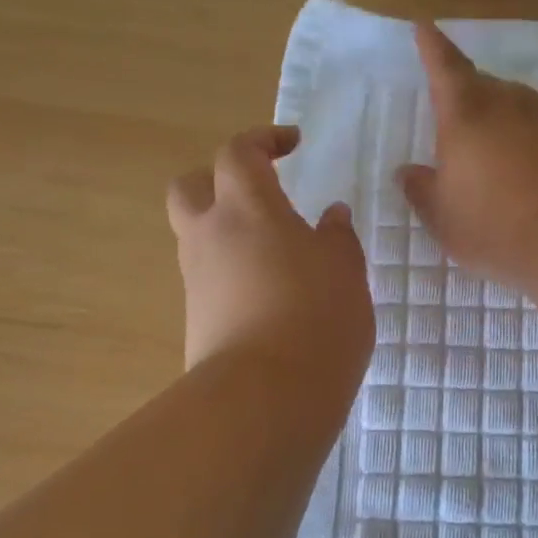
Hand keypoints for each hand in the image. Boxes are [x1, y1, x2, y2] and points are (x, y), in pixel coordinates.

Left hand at [167, 126, 372, 386]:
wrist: (265, 397)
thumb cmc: (316, 317)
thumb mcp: (345, 270)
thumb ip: (337, 237)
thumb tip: (330, 216)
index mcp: (247, 208)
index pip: (239, 153)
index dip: (263, 140)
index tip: (293, 144)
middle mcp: (210, 236)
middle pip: (192, 188)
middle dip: (220, 180)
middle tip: (260, 194)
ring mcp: (196, 281)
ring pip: (199, 237)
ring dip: (229, 231)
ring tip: (278, 254)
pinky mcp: (196, 320)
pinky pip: (210, 279)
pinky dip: (234, 273)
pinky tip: (272, 297)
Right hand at [397, 22, 537, 286]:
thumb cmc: (494, 223)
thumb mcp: (443, 217)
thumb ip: (422, 191)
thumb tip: (408, 172)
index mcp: (464, 115)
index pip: (444, 68)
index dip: (433, 47)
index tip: (425, 26)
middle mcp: (505, 106)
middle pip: (482, 84)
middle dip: (466, 90)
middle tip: (454, 110)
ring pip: (514, 103)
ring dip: (499, 113)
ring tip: (489, 139)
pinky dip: (526, 138)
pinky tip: (524, 165)